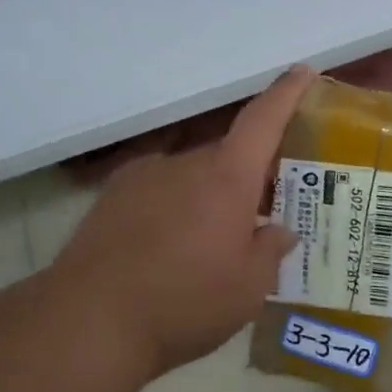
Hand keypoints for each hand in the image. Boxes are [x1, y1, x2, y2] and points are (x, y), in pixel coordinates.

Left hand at [52, 66, 313, 377]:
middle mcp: (186, 163)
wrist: (89, 321)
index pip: (263, 120)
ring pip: (191, 175)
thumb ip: (270, 251)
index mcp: (227, 177)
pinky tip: (165, 247)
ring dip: (207, 197)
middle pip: (228, 156)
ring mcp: (144, 175)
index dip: (286, 93)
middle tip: (260, 214)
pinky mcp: (112, 195)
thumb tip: (279, 230)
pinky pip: (158, 189)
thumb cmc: (184, 301)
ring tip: (206, 244)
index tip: (302, 71)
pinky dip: (172, 207)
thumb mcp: (248, 289)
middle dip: (247, 178)